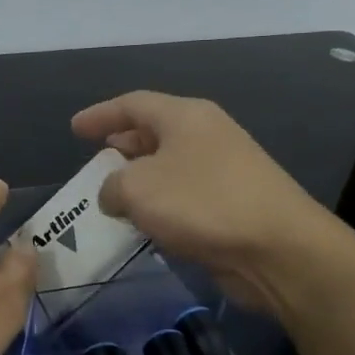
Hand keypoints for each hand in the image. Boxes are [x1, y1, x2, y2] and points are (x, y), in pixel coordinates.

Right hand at [71, 91, 354, 315]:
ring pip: (171, 164)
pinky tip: (148, 222)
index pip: (133, 104)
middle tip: (97, 159)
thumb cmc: (202, 204)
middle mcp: (207, 134)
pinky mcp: (236, 203)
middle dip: (123, 144)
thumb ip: (111, 187)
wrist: (280, 250)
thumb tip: (114, 195)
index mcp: (185, 116)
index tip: (75, 129)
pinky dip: (162, 203)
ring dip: (142, 178)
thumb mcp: (137, 189)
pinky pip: (187, 193)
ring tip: (116, 195)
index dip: (100, 114)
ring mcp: (226, 168)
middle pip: (155, 130)